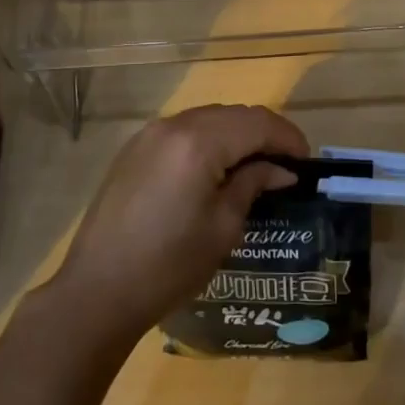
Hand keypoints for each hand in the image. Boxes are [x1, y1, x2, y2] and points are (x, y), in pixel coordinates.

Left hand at [50, 104, 308, 344]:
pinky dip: (209, 140)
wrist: (98, 289)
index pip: (257, 123)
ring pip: (208, 119)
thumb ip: (253, 185)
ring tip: (256, 167)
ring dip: (236, 135)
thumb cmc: (169, 265)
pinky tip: (217, 169)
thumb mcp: (223, 227)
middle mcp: (174, 125)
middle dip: (264, 134)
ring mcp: (149, 134)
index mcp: (199, 142)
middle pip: (233, 114)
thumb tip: (280, 170)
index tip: (307, 164)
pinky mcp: (135, 149)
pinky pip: (183, 131)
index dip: (288, 139)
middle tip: (286, 166)